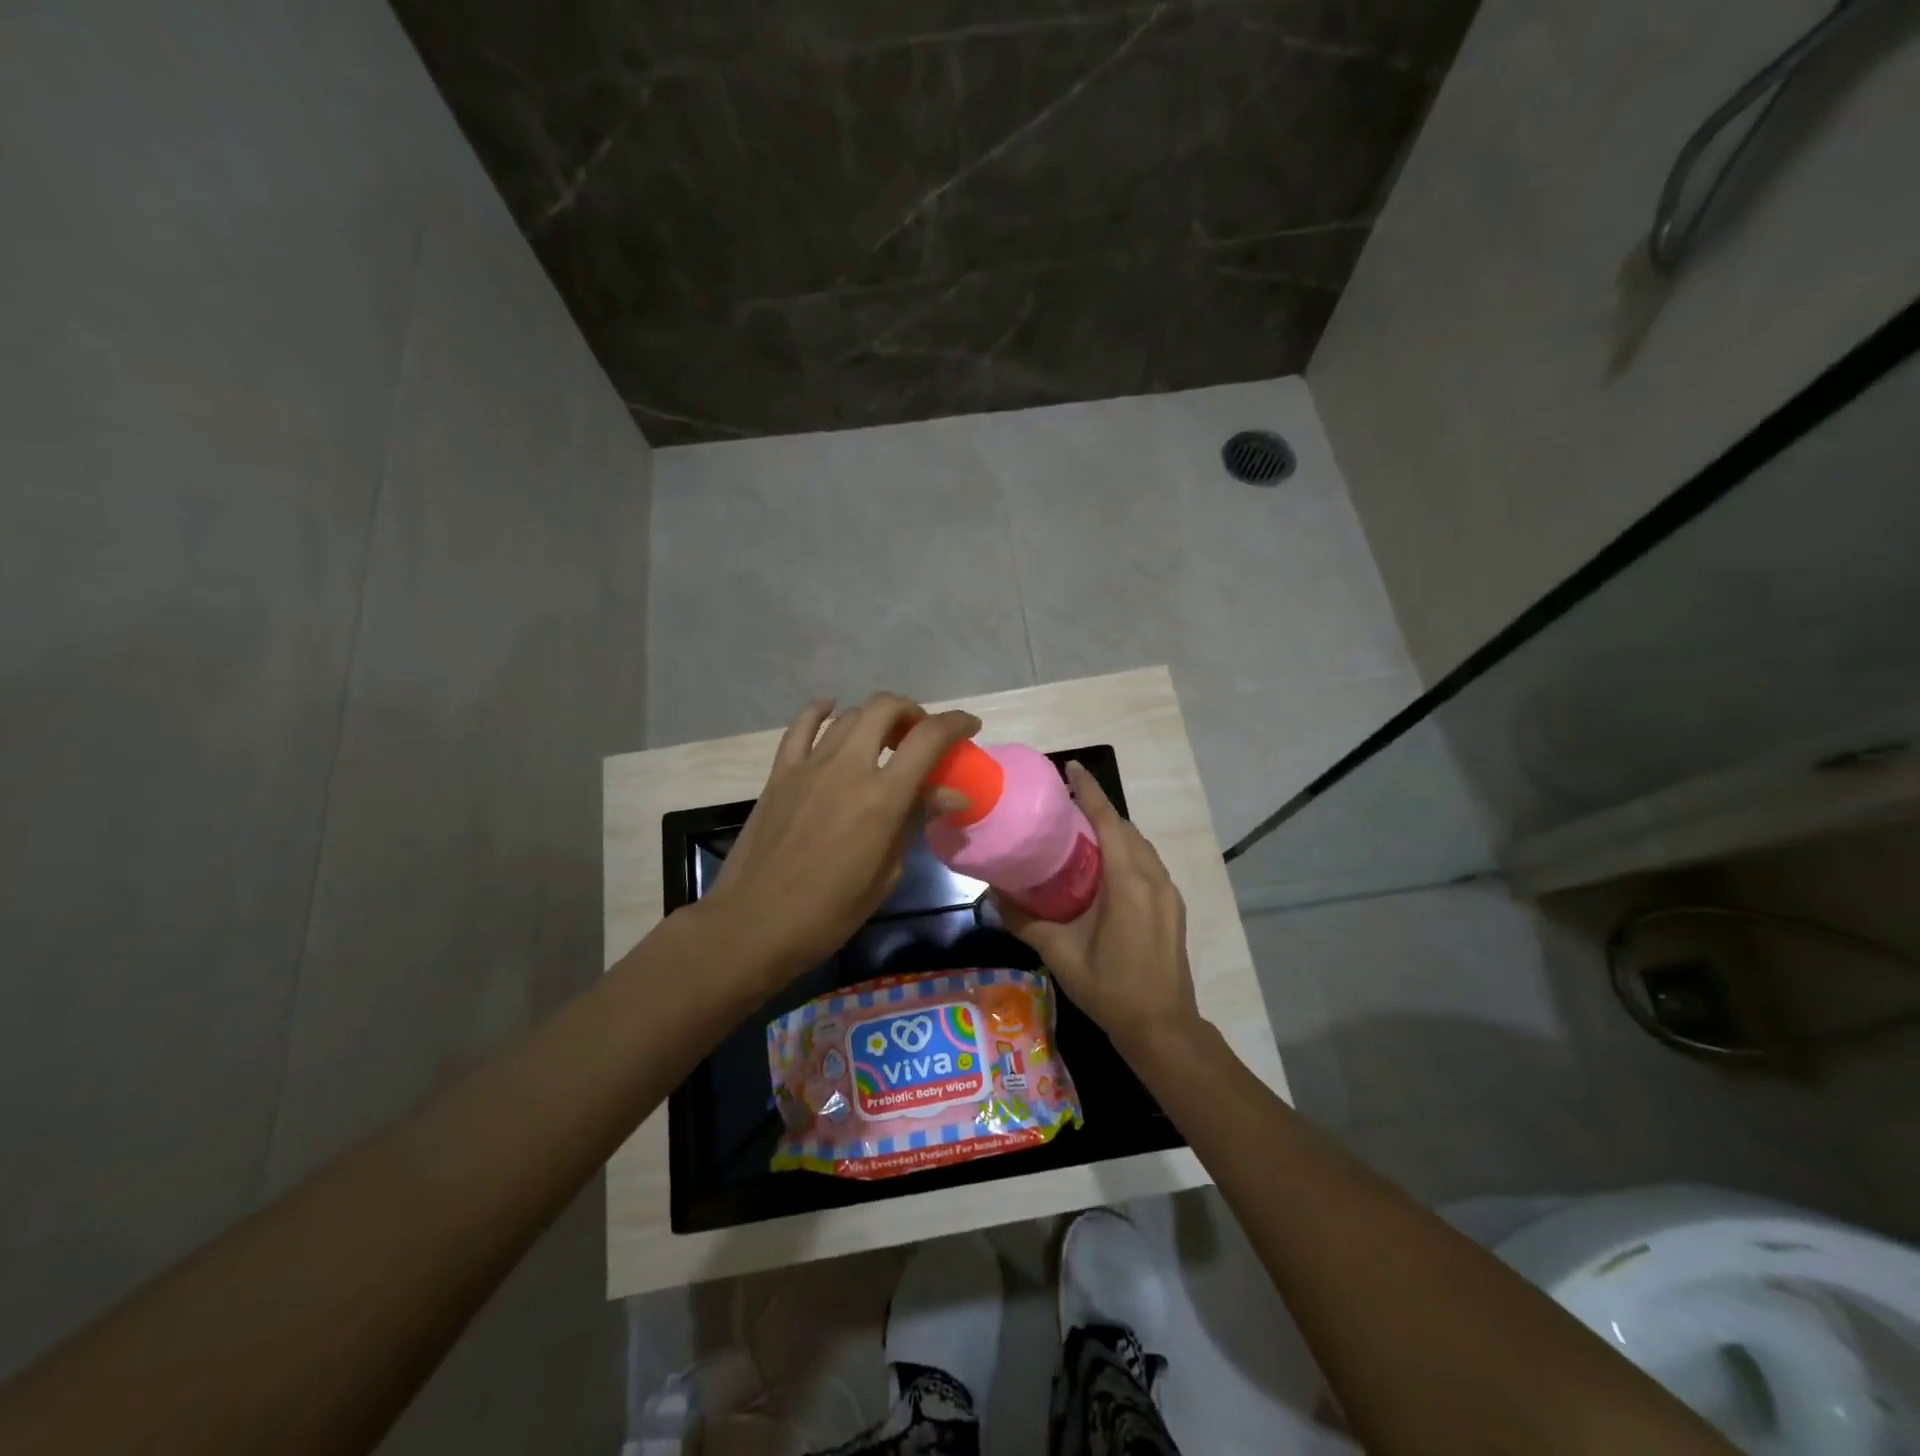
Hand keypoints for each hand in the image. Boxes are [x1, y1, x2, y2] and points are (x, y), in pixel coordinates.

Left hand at [700, 693, 981, 983]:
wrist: (754, 924)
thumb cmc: (829, 912)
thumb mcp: (886, 873)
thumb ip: (914, 822)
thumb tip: (948, 796)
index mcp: (882, 798)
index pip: (928, 738)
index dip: (955, 724)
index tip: (970, 726)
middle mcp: (848, 767)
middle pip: (886, 708)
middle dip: (913, 713)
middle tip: (921, 736)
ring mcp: (809, 765)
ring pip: (849, 715)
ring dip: (876, 719)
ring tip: (884, 740)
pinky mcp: (780, 773)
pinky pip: (802, 726)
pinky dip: (821, 711)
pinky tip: (831, 711)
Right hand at [996, 762, 1202, 1056]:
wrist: (1162, 1027)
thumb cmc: (1110, 988)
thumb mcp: (1060, 953)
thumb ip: (1025, 921)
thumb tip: (995, 896)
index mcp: (1128, 882)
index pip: (1109, 822)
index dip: (1090, 792)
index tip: (1071, 768)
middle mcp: (1153, 878)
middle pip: (1126, 829)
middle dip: (1099, 810)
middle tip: (1064, 804)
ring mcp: (1168, 893)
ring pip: (1140, 847)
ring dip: (1114, 832)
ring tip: (1081, 831)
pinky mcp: (1173, 907)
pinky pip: (1147, 865)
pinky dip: (1126, 852)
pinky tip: (1104, 867)